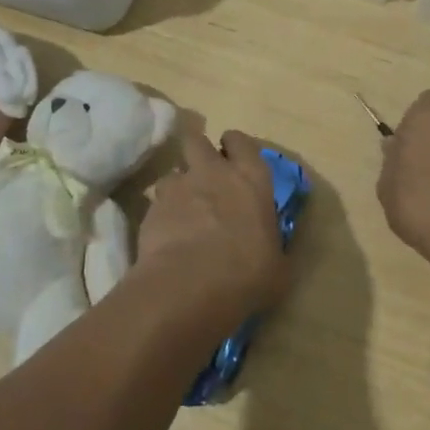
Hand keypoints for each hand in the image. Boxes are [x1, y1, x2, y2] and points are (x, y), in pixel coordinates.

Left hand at [133, 130, 289, 328]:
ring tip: (181, 211)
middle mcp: (214, 172)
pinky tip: (166, 238)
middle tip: (203, 175)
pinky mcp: (152, 210)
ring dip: (177, 188)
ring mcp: (179, 188)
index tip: (233, 159)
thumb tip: (270, 250)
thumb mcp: (277, 265)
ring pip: (172, 173)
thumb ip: (271, 245)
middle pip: (197, 141)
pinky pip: (156, 204)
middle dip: (197, 152)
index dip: (234, 147)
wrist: (190, 288)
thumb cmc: (247, 275)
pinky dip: (160, 216)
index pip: (240, 141)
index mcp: (252, 178)